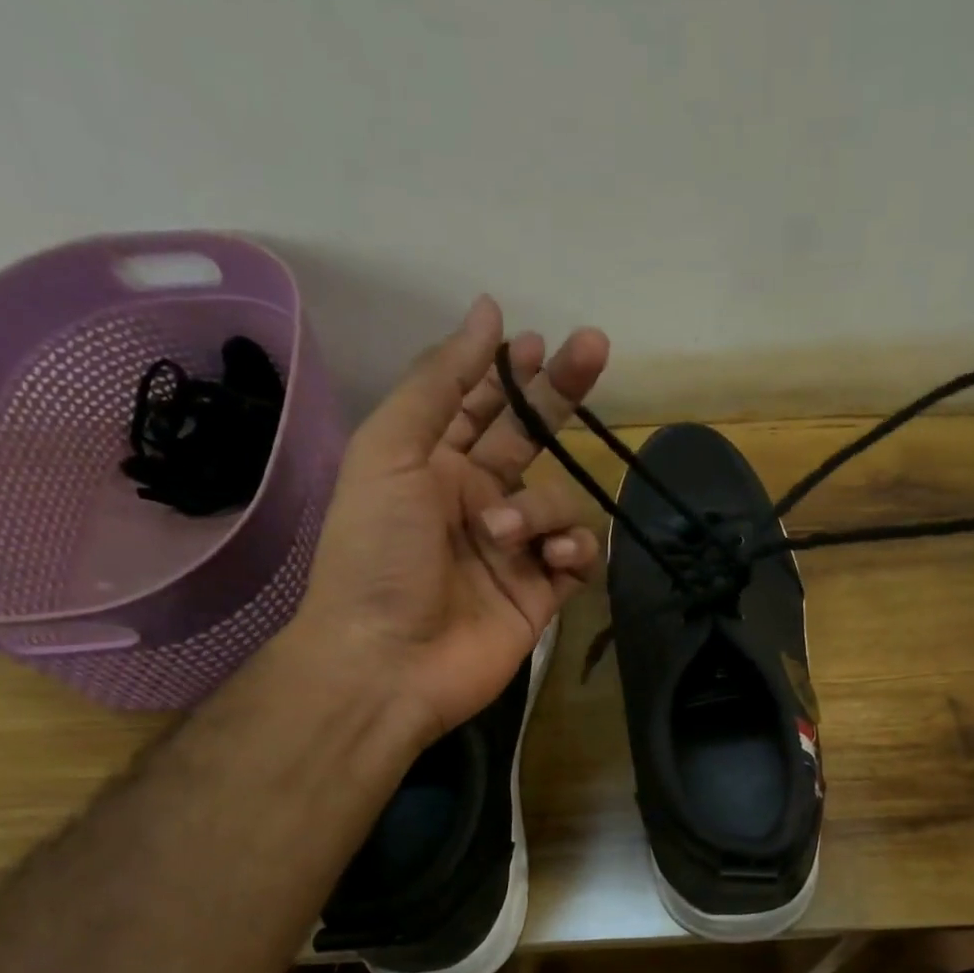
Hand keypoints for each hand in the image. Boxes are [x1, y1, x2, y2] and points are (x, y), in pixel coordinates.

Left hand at [287, 296, 608, 741]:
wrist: (388, 660)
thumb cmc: (378, 552)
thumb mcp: (392, 451)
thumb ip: (441, 382)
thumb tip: (489, 312)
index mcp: (435, 465)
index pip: (482, 406)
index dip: (510, 372)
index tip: (538, 340)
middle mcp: (479, 499)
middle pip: (533, 439)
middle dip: (562, 393)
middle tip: (596, 347)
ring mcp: (515, 548)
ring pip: (562, 501)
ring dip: (543, 508)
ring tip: (505, 534)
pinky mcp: (543, 593)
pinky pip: (580, 555)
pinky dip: (573, 550)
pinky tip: (551, 561)